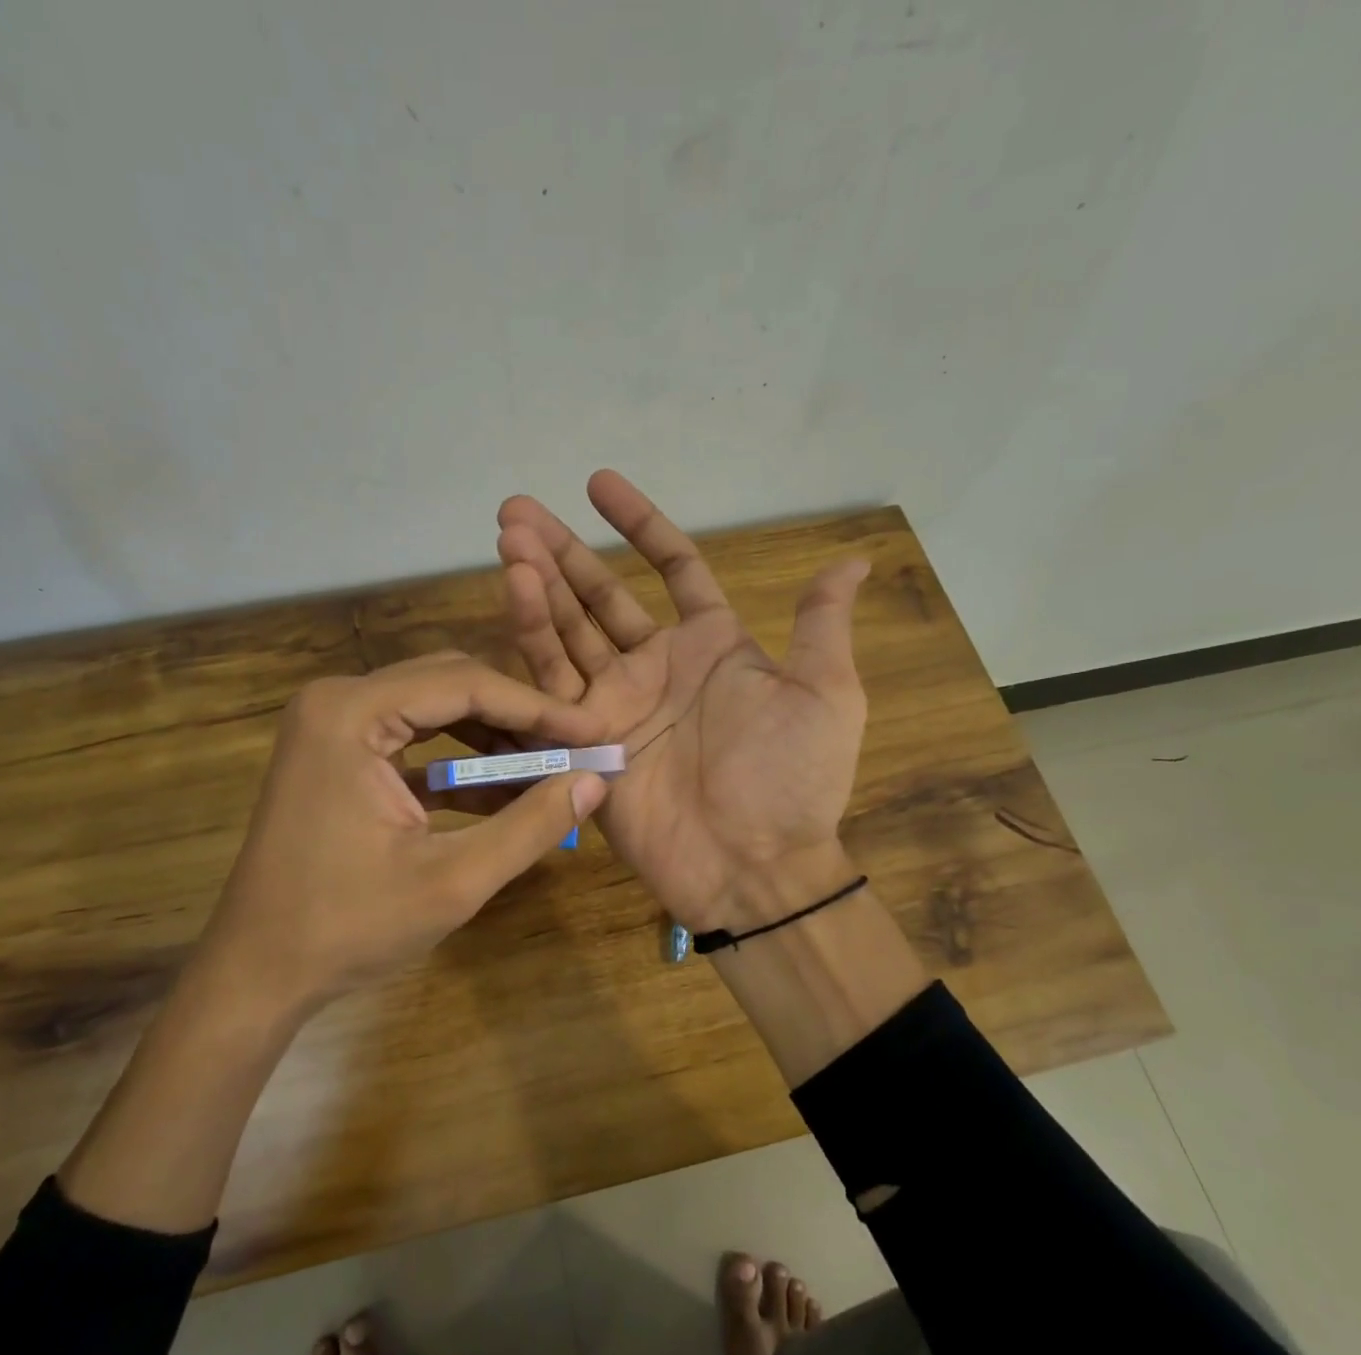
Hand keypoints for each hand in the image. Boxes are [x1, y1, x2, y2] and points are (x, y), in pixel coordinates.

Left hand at [196, 651, 607, 1010]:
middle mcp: (337, 700)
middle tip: (576, 748)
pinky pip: (413, 740)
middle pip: (449, 685)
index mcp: (351, 713)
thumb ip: (531, 825)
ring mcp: (332, 725)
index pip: (465, 685)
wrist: (257, 974)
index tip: (595, 730)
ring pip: (435, 709)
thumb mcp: (454, 880)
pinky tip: (506, 793)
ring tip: (550, 770)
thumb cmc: (347, 928)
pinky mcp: (336, 754)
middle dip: (517, 717)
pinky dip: (459, 763)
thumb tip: (596, 781)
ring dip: (493, 739)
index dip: (538, 708)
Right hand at [496, 470, 869, 930]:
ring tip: (507, 538)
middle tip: (516, 510)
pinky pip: (553, 680)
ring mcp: (617, 701)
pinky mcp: (585, 739)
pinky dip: (532, 637)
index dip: (638, 523)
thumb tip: (853, 562)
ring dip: (537, 583)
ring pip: (568, 629)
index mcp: (711, 646)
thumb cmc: (793, 777)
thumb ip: (821, 625)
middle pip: (601, 593)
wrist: (754, 865)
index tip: (597, 483)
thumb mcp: (825, 694)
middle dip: (561, 551)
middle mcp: (657, 666)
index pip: (671, 567)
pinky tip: (513, 591)